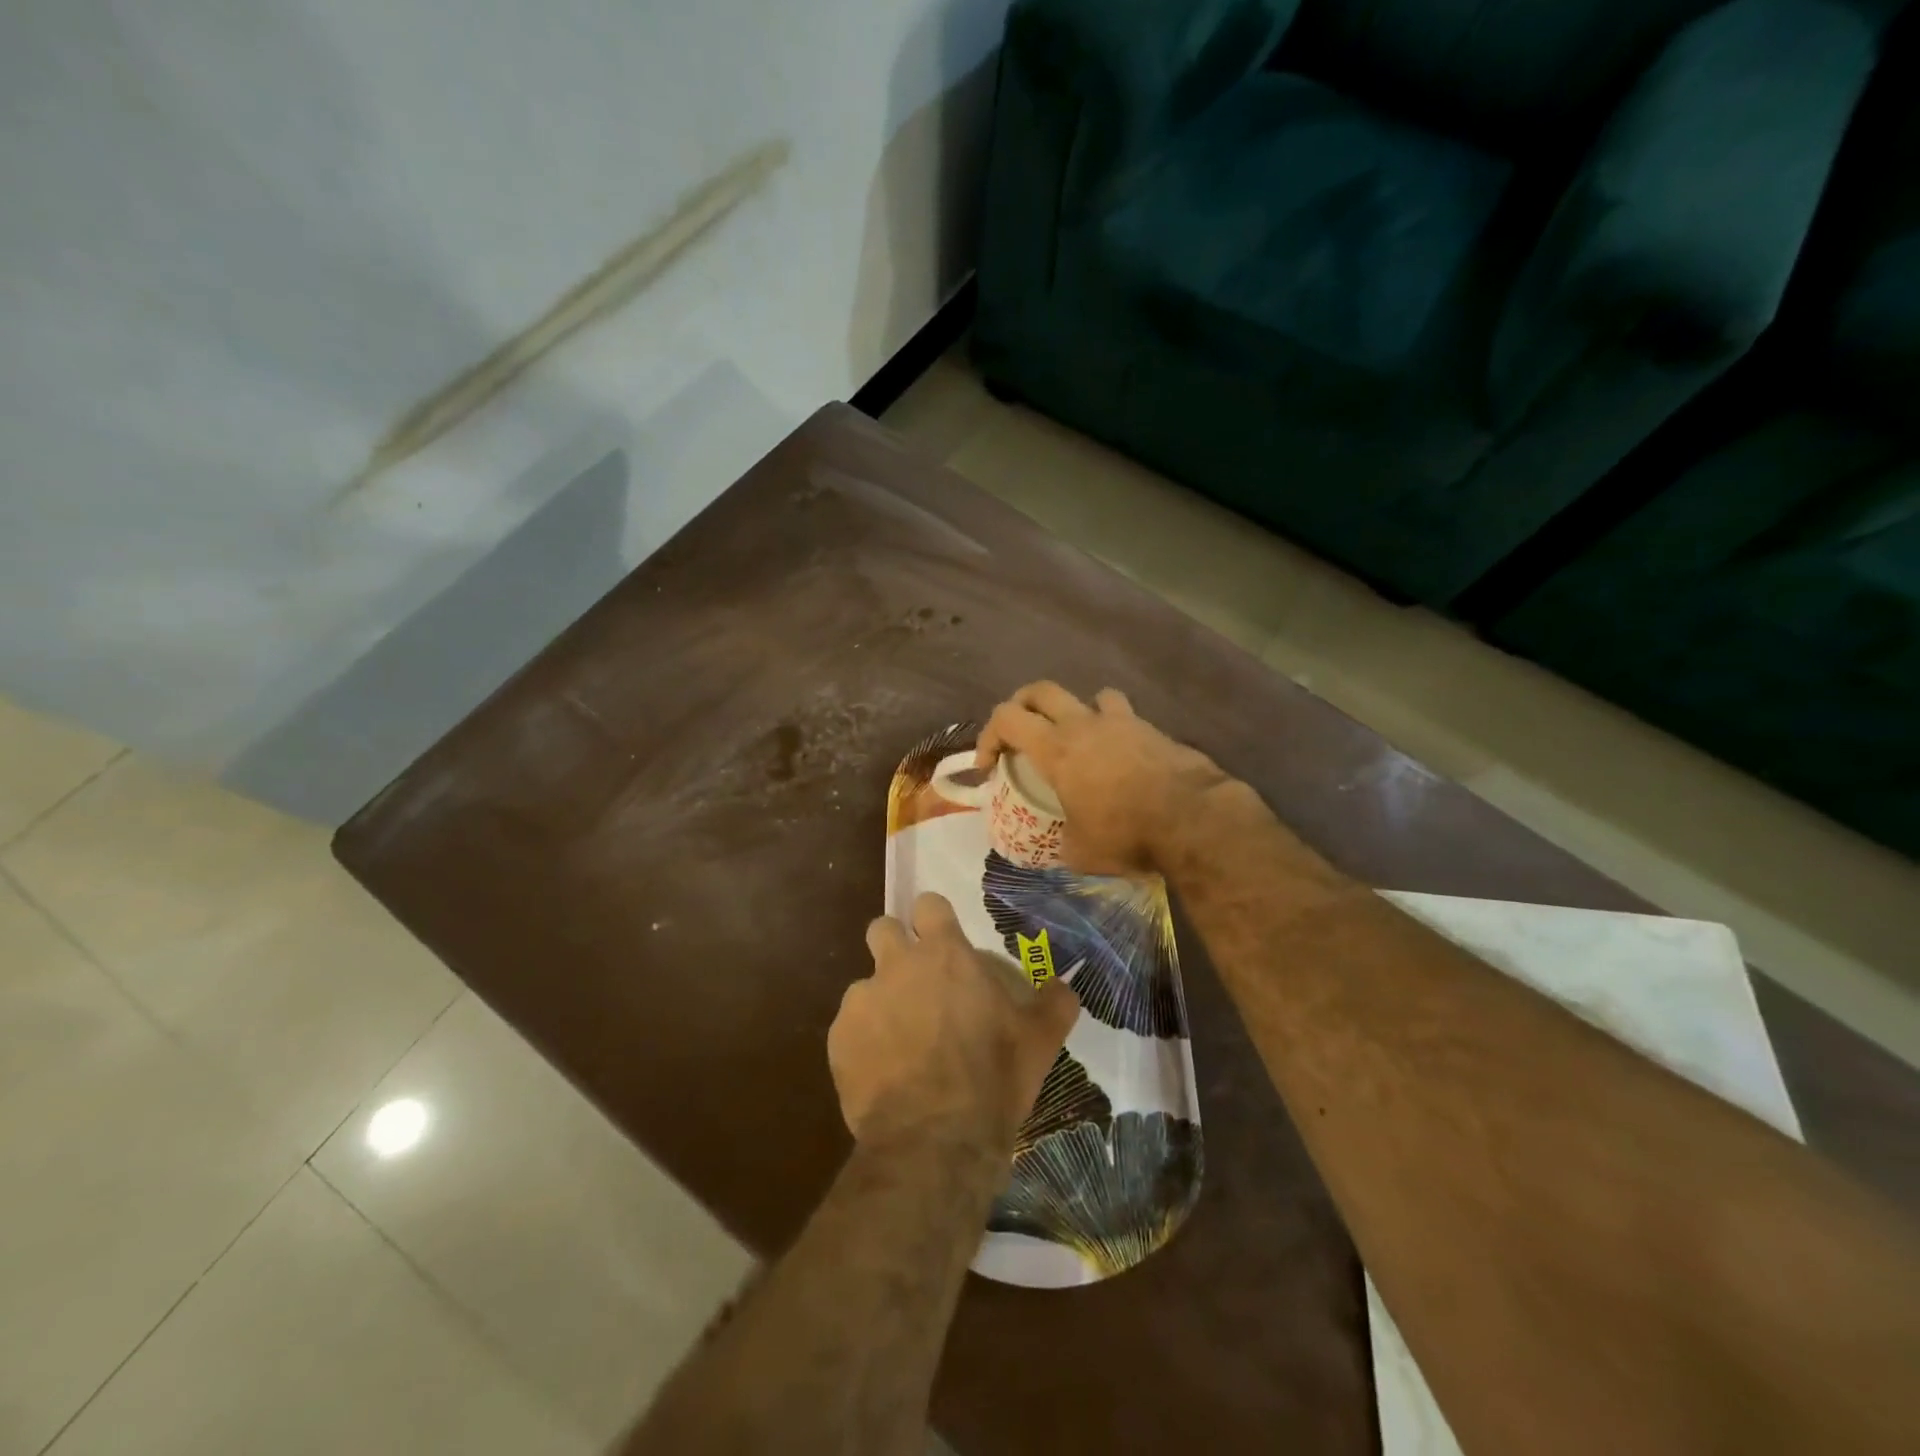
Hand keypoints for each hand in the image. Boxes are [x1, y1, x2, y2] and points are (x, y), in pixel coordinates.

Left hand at [831, 893, 1078, 1156]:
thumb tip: (1063, 986)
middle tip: (916, 982)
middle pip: (882, 929)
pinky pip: (849, 1027)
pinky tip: (884, 1074)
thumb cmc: (992, 1079)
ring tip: (901, 1043)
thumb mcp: (1040, 1041)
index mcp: (945, 955)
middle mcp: (898, 965)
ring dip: (881, 1002)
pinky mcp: (838, 1039)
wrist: (934, 1141)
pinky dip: (864, 1042)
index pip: (928, 904)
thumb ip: (1054, 1003)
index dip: (934, 919)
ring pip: (865, 984)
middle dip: (895, 946)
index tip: (943, 939)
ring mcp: (862, 1000)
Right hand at [976, 682, 1238, 874]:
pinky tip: (1122, 757)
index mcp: (1055, 749)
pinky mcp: (1153, 730)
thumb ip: (1062, 841)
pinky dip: (1116, 729)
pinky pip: (1125, 716)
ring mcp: (1122, 722)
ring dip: (1077, 711)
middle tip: (1021, 733)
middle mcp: (1083, 724)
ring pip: (1090, 696)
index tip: (989, 767)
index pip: (1005, 718)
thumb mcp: (1079, 851)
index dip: (988, 737)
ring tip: (1080, 739)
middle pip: (1041, 690)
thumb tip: (1061, 846)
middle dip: (1023, 706)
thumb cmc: (1126, 833)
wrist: (1193, 818)